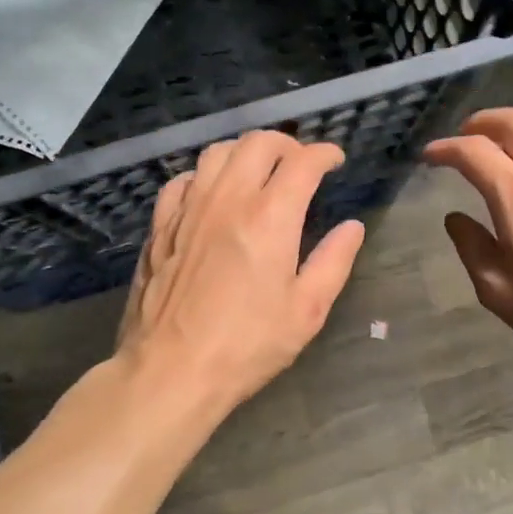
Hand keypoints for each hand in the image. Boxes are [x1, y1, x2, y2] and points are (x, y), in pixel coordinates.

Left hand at [115, 131, 365, 412]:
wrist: (170, 371)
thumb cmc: (246, 345)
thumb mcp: (306, 311)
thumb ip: (333, 261)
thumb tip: (352, 227)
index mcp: (269, 217)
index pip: (302, 162)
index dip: (324, 153)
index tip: (334, 160)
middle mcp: (227, 199)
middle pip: (258, 143)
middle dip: (287, 143)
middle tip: (300, 163)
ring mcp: (188, 209)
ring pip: (217, 153)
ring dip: (245, 152)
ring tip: (258, 172)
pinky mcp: (160, 226)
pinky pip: (182, 180)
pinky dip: (205, 176)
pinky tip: (211, 194)